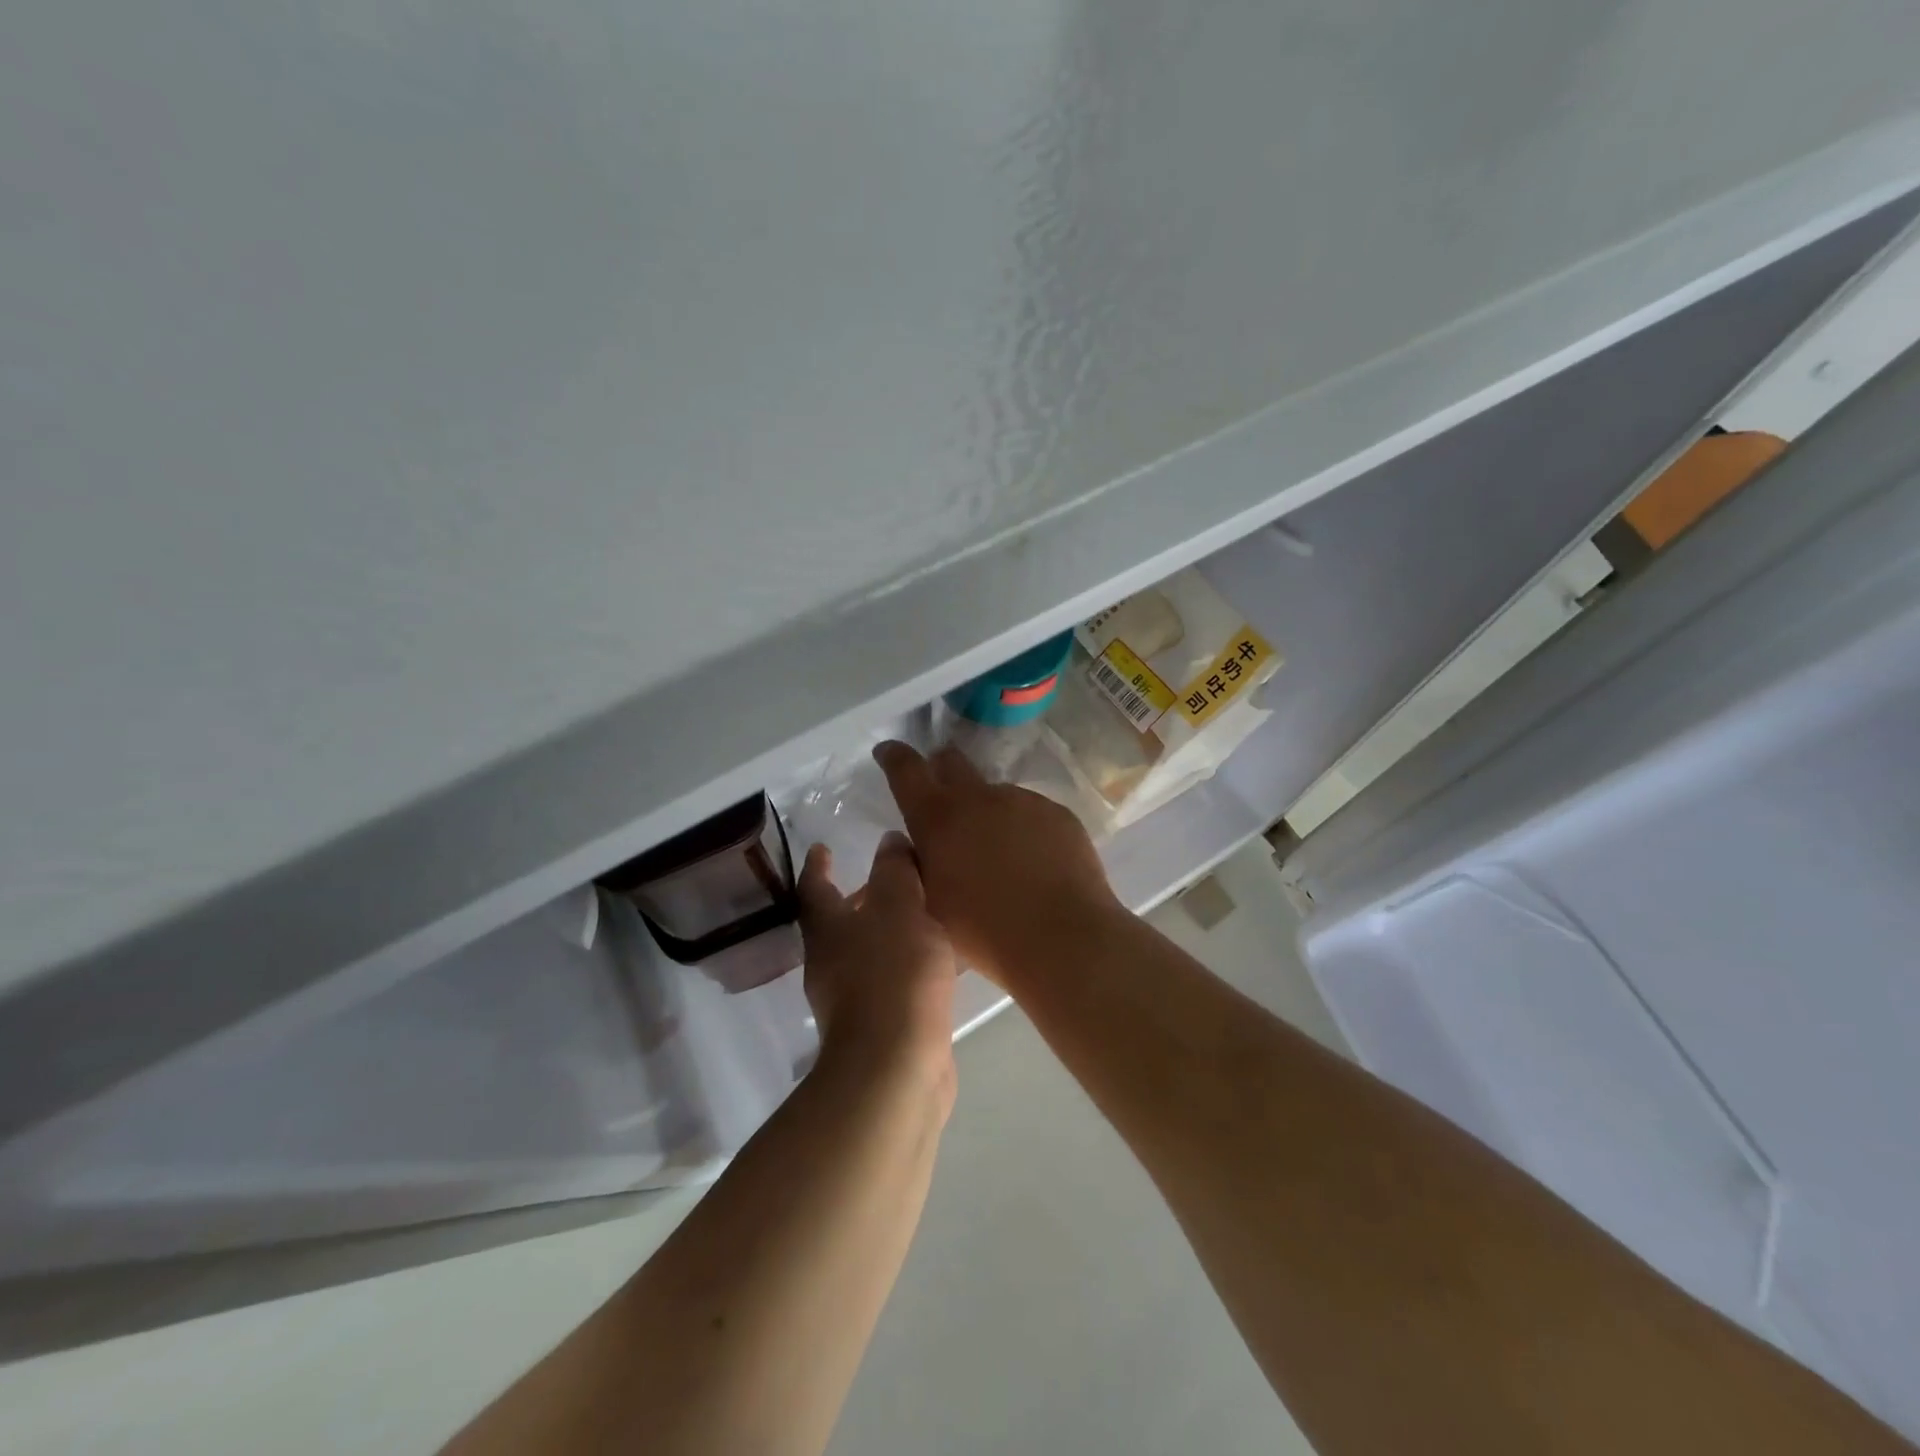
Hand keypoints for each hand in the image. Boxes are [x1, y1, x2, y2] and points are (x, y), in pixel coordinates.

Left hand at [797, 835, 957, 1090]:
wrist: (896, 1067)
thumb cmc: (893, 975)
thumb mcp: (899, 908)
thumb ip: (895, 872)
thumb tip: (888, 842)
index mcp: (827, 930)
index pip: (815, 888)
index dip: (818, 866)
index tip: (822, 847)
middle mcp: (831, 962)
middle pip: (840, 921)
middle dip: (861, 896)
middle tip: (890, 876)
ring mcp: (853, 999)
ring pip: (869, 951)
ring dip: (890, 930)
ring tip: (925, 911)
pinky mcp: (880, 1025)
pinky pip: (893, 979)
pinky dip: (910, 962)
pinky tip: (942, 958)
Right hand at [872, 741, 1121, 987]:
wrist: (1062, 936)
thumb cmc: (985, 931)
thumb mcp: (931, 903)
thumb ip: (919, 866)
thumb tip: (917, 845)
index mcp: (938, 818)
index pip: (906, 770)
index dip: (894, 757)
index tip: (888, 751)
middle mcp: (979, 797)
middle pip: (952, 761)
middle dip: (941, 768)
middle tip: (941, 794)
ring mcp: (1023, 801)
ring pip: (995, 795)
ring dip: (988, 813)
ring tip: (1001, 856)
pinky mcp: (1058, 813)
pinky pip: (1031, 814)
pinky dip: (1024, 830)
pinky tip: (1034, 864)